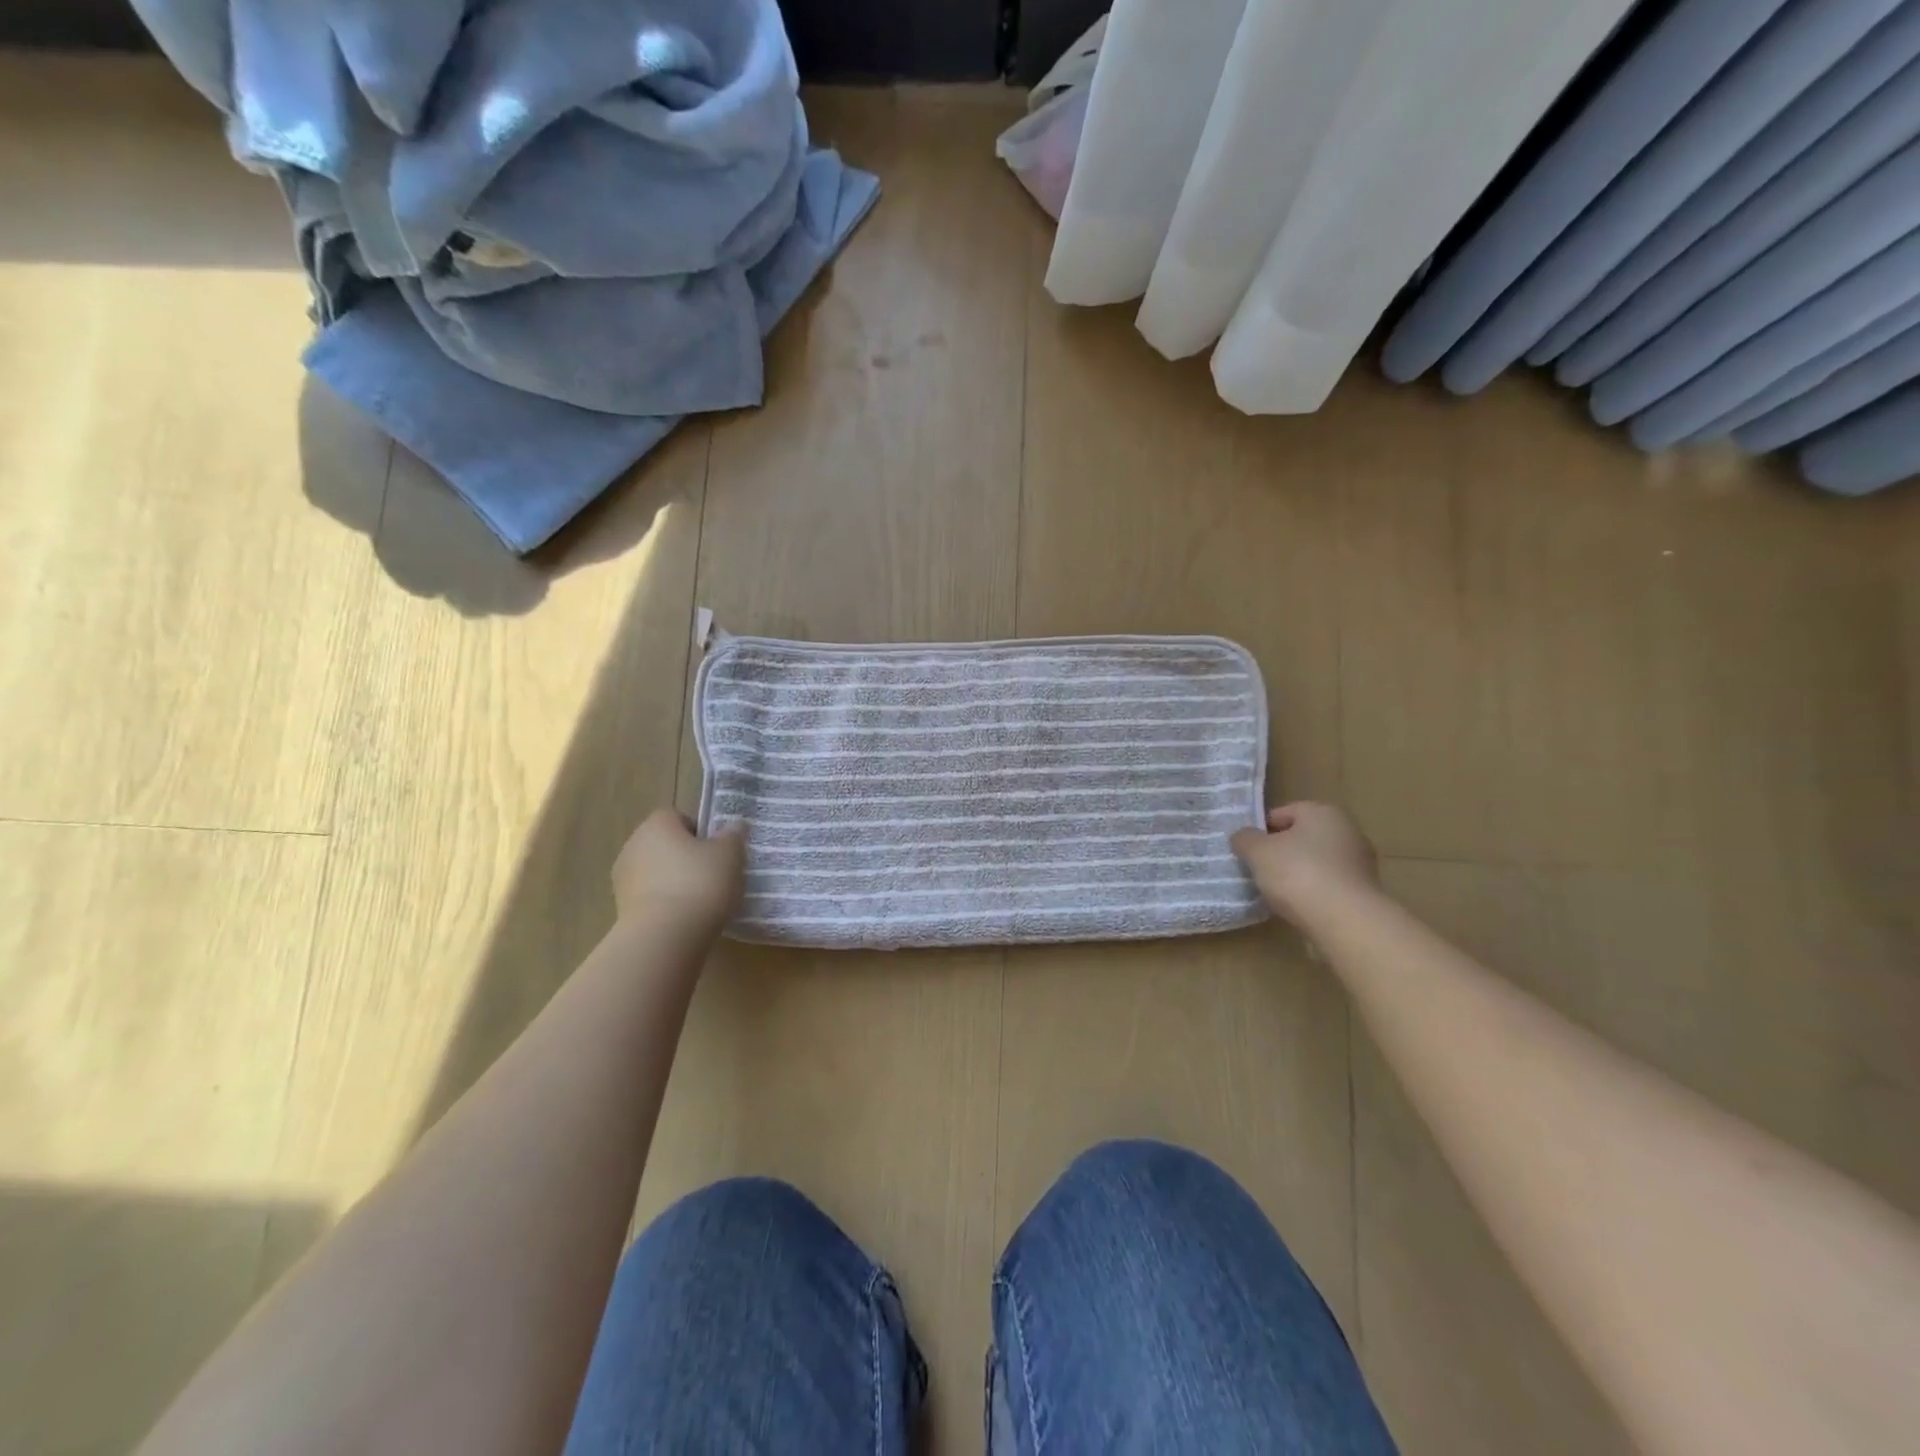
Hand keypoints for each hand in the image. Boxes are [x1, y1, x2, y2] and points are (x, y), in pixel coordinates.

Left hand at [612, 809, 745, 936]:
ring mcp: (623, 880)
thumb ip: (733, 836)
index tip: (719, 851)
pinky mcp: (622, 910)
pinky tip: (687, 920)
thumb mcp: (730, 854)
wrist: (664, 936)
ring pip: (658, 873)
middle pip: (666, 845)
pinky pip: (652, 899)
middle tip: (715, 875)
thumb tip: (734, 827)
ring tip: (703, 902)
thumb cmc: (700, 883)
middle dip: (688, 858)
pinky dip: (667, 905)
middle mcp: (633, 845)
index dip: (701, 832)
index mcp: (657, 824)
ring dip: (676, 883)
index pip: (679, 817)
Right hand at [1231, 802, 1378, 927]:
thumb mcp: (1257, 851)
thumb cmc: (1297, 873)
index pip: (1283, 813)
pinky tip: (1297, 908)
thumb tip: (1243, 836)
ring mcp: (1360, 863)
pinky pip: (1328, 886)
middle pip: (1302, 838)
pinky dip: (1312, 893)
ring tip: (1274, 893)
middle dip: (1280, 852)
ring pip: (1316, 863)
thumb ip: (1245, 839)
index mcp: (1323, 812)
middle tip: (1258, 870)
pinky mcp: (1364, 893)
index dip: (1261, 829)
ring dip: (1296, 874)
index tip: (1246, 850)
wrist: (1344, 921)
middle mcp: (1348, 831)